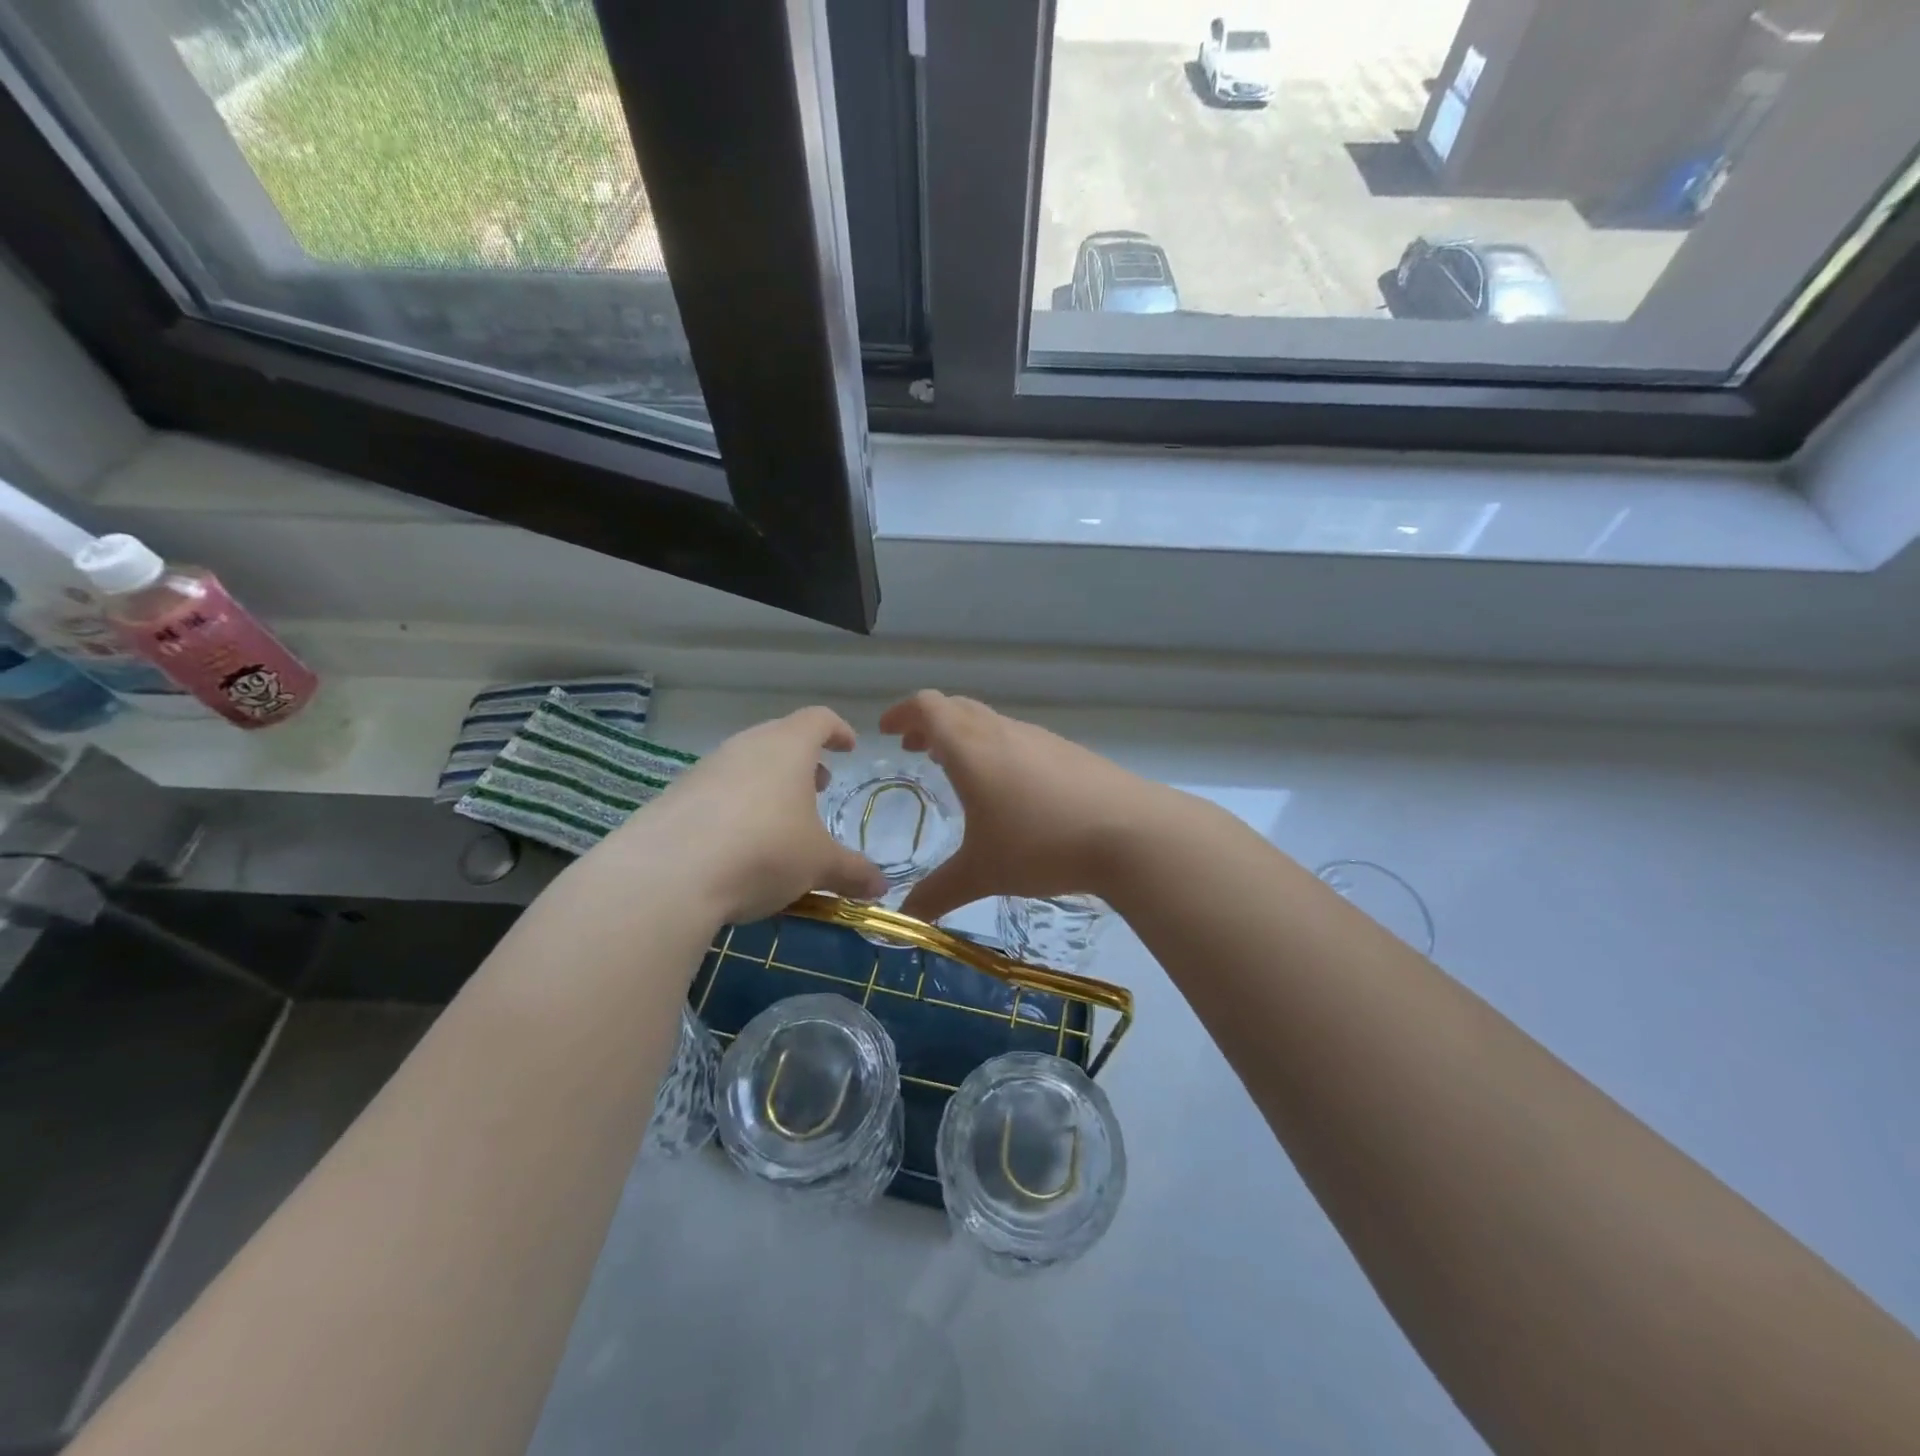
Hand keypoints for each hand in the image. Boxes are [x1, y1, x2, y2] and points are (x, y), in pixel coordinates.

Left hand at [599, 707, 887, 923]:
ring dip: (767, 782)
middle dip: (802, 760)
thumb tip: (880, 887)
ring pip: (745, 763)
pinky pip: (716, 790)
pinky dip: (735, 805)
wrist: (668, 874)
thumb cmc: (764, 850)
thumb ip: (852, 872)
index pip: (818, 719)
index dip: (838, 730)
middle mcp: (745, 746)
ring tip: (779, 818)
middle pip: (779, 737)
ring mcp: (705, 768)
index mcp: (787, 747)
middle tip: (817, 786)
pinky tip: (737, 842)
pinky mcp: (675, 795)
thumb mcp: (818, 865)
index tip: (849, 748)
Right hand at [879, 691, 1163, 921]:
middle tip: (917, 750)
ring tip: (958, 769)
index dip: (903, 712)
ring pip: (990, 722)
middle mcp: (1002, 732)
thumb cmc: (1041, 844)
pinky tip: (1009, 788)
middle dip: (930, 723)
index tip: (888, 731)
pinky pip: (1019, 738)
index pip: (928, 707)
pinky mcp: (1068, 752)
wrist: (1130, 833)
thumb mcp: (983, 873)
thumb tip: (905, 918)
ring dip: (965, 735)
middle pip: (957, 707)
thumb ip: (939, 893)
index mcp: (971, 748)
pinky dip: (997, 748)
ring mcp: (1040, 738)